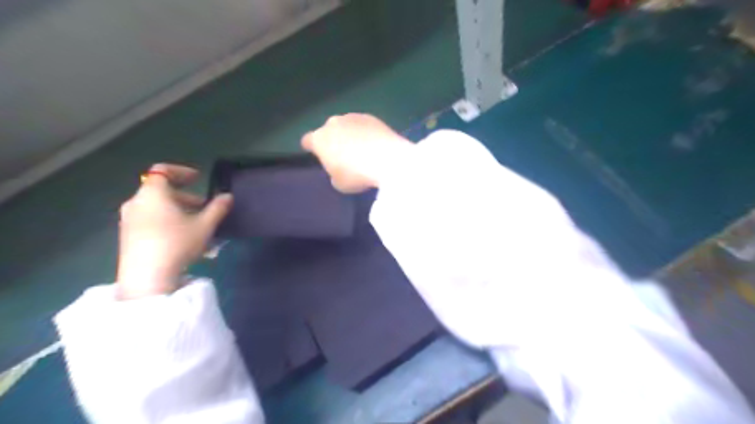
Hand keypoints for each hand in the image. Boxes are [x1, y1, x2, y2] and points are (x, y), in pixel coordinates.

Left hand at [114, 164, 232, 299]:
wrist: (146, 277)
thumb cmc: (177, 243)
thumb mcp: (205, 225)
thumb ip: (218, 208)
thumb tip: (227, 196)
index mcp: (153, 193)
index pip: (162, 170)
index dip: (182, 171)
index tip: (198, 178)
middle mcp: (136, 202)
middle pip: (162, 191)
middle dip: (186, 197)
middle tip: (204, 209)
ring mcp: (128, 220)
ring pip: (157, 208)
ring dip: (179, 212)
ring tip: (197, 227)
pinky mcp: (127, 237)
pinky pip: (150, 221)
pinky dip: (168, 222)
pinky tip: (183, 240)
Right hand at [301, 113, 411, 192]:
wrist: (387, 159)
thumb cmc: (357, 175)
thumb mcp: (339, 183)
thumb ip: (334, 173)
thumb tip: (339, 168)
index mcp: (319, 139)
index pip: (307, 141)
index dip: (311, 148)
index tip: (316, 155)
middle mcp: (333, 123)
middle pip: (328, 131)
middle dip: (332, 140)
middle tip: (343, 155)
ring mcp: (352, 117)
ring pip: (346, 126)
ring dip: (349, 135)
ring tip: (361, 149)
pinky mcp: (371, 117)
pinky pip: (363, 126)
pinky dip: (365, 133)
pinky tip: (374, 144)